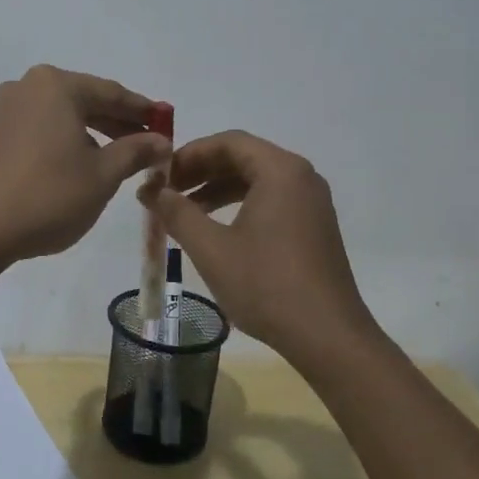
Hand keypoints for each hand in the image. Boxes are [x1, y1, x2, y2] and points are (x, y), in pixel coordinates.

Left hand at [0, 65, 170, 264]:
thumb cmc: (47, 196)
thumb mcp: (102, 176)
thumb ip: (135, 151)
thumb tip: (161, 140)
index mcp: (55, 86)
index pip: (111, 93)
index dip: (143, 111)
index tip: (166, 124)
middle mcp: (26, 87)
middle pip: (84, 100)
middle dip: (117, 122)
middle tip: (147, 144)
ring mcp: (3, 110)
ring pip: (60, 116)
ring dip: (91, 133)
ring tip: (116, 159)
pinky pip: (39, 130)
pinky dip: (63, 141)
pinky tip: (76, 166)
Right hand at [139, 130, 373, 357]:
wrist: (327, 337)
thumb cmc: (266, 285)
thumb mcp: (211, 248)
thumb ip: (177, 212)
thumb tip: (151, 189)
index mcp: (280, 170)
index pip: (228, 142)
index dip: (189, 153)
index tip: (160, 175)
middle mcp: (301, 177)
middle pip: (243, 157)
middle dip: (201, 171)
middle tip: (166, 191)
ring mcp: (312, 203)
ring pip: (256, 180)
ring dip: (217, 189)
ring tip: (183, 211)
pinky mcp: (314, 227)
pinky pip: (271, 200)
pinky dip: (239, 205)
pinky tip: (216, 230)